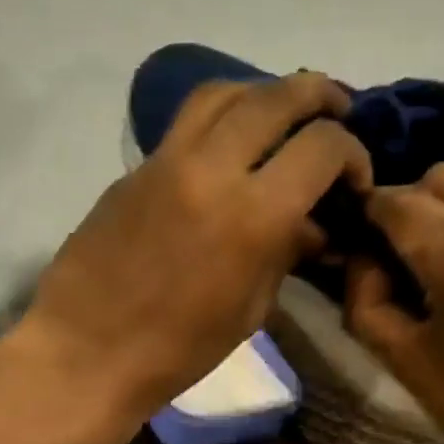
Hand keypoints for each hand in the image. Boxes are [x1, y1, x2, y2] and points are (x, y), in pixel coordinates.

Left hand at [26, 72, 369, 433]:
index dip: (352, 153)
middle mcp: (212, 168)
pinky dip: (222, 117)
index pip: (322, 146)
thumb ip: (286, 254)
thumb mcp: (251, 309)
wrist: (89, 351)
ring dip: (264, 92)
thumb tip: (312, 227)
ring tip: (283, 111)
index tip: (354, 179)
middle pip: (276, 97)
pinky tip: (232, 145)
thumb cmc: (180, 349)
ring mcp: (166, 161)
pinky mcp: (136, 168)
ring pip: (223, 92)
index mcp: (253, 214)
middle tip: (337, 109)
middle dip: (317, 96)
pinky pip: (187, 122)